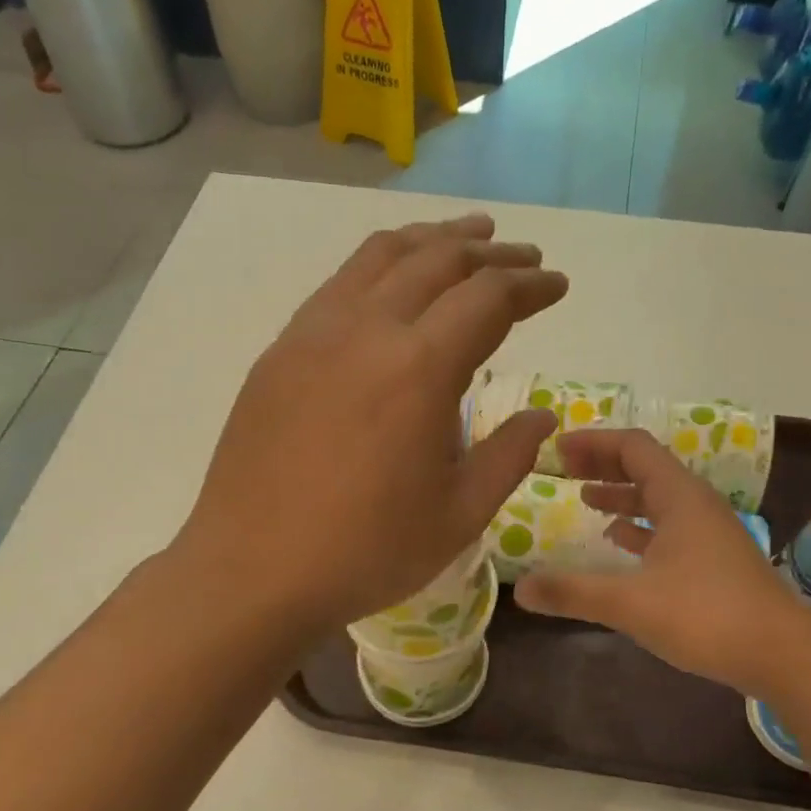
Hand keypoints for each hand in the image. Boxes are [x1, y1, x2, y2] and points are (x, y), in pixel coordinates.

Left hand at [181, 215, 566, 632]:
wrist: (252, 571)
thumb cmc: (366, 551)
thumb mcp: (459, 514)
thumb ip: (508, 455)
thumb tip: (540, 416)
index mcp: (419, 368)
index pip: (488, 298)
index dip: (531, 287)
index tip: (558, 286)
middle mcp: (366, 330)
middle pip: (437, 261)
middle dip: (490, 254)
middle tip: (523, 258)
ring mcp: (313, 334)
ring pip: (380, 257)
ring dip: (432, 241)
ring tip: (465, 238)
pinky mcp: (279, 352)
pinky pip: (339, 285)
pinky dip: (380, 266)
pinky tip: (391, 284)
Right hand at [513, 428, 810, 693]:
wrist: (783, 654)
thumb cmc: (707, 615)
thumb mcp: (630, 603)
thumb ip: (572, 592)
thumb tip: (519, 589)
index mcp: (679, 497)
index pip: (633, 447)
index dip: (593, 442)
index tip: (556, 449)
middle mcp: (695, 505)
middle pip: (645, 468)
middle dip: (603, 464)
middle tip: (563, 470)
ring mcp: (708, 533)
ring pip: (658, 499)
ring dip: (621, 495)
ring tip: (585, 500)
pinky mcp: (714, 560)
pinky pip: (669, 527)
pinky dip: (639, 526)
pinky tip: (619, 542)